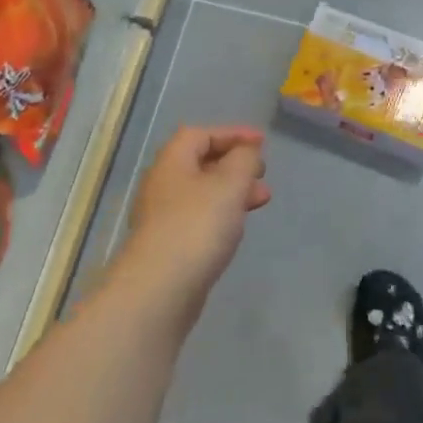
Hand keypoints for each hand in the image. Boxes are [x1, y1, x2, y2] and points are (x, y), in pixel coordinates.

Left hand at [114, 126, 270, 320]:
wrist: (160, 289)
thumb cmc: (197, 226)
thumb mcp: (229, 184)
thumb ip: (244, 161)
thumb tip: (247, 152)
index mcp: (172, 162)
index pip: (200, 134)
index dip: (232, 133)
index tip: (262, 142)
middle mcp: (162, 185)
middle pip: (200, 163)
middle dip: (235, 164)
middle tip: (262, 173)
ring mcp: (163, 217)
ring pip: (202, 193)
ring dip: (232, 191)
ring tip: (262, 200)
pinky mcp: (169, 245)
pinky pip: (199, 218)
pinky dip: (222, 214)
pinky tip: (237, 228)